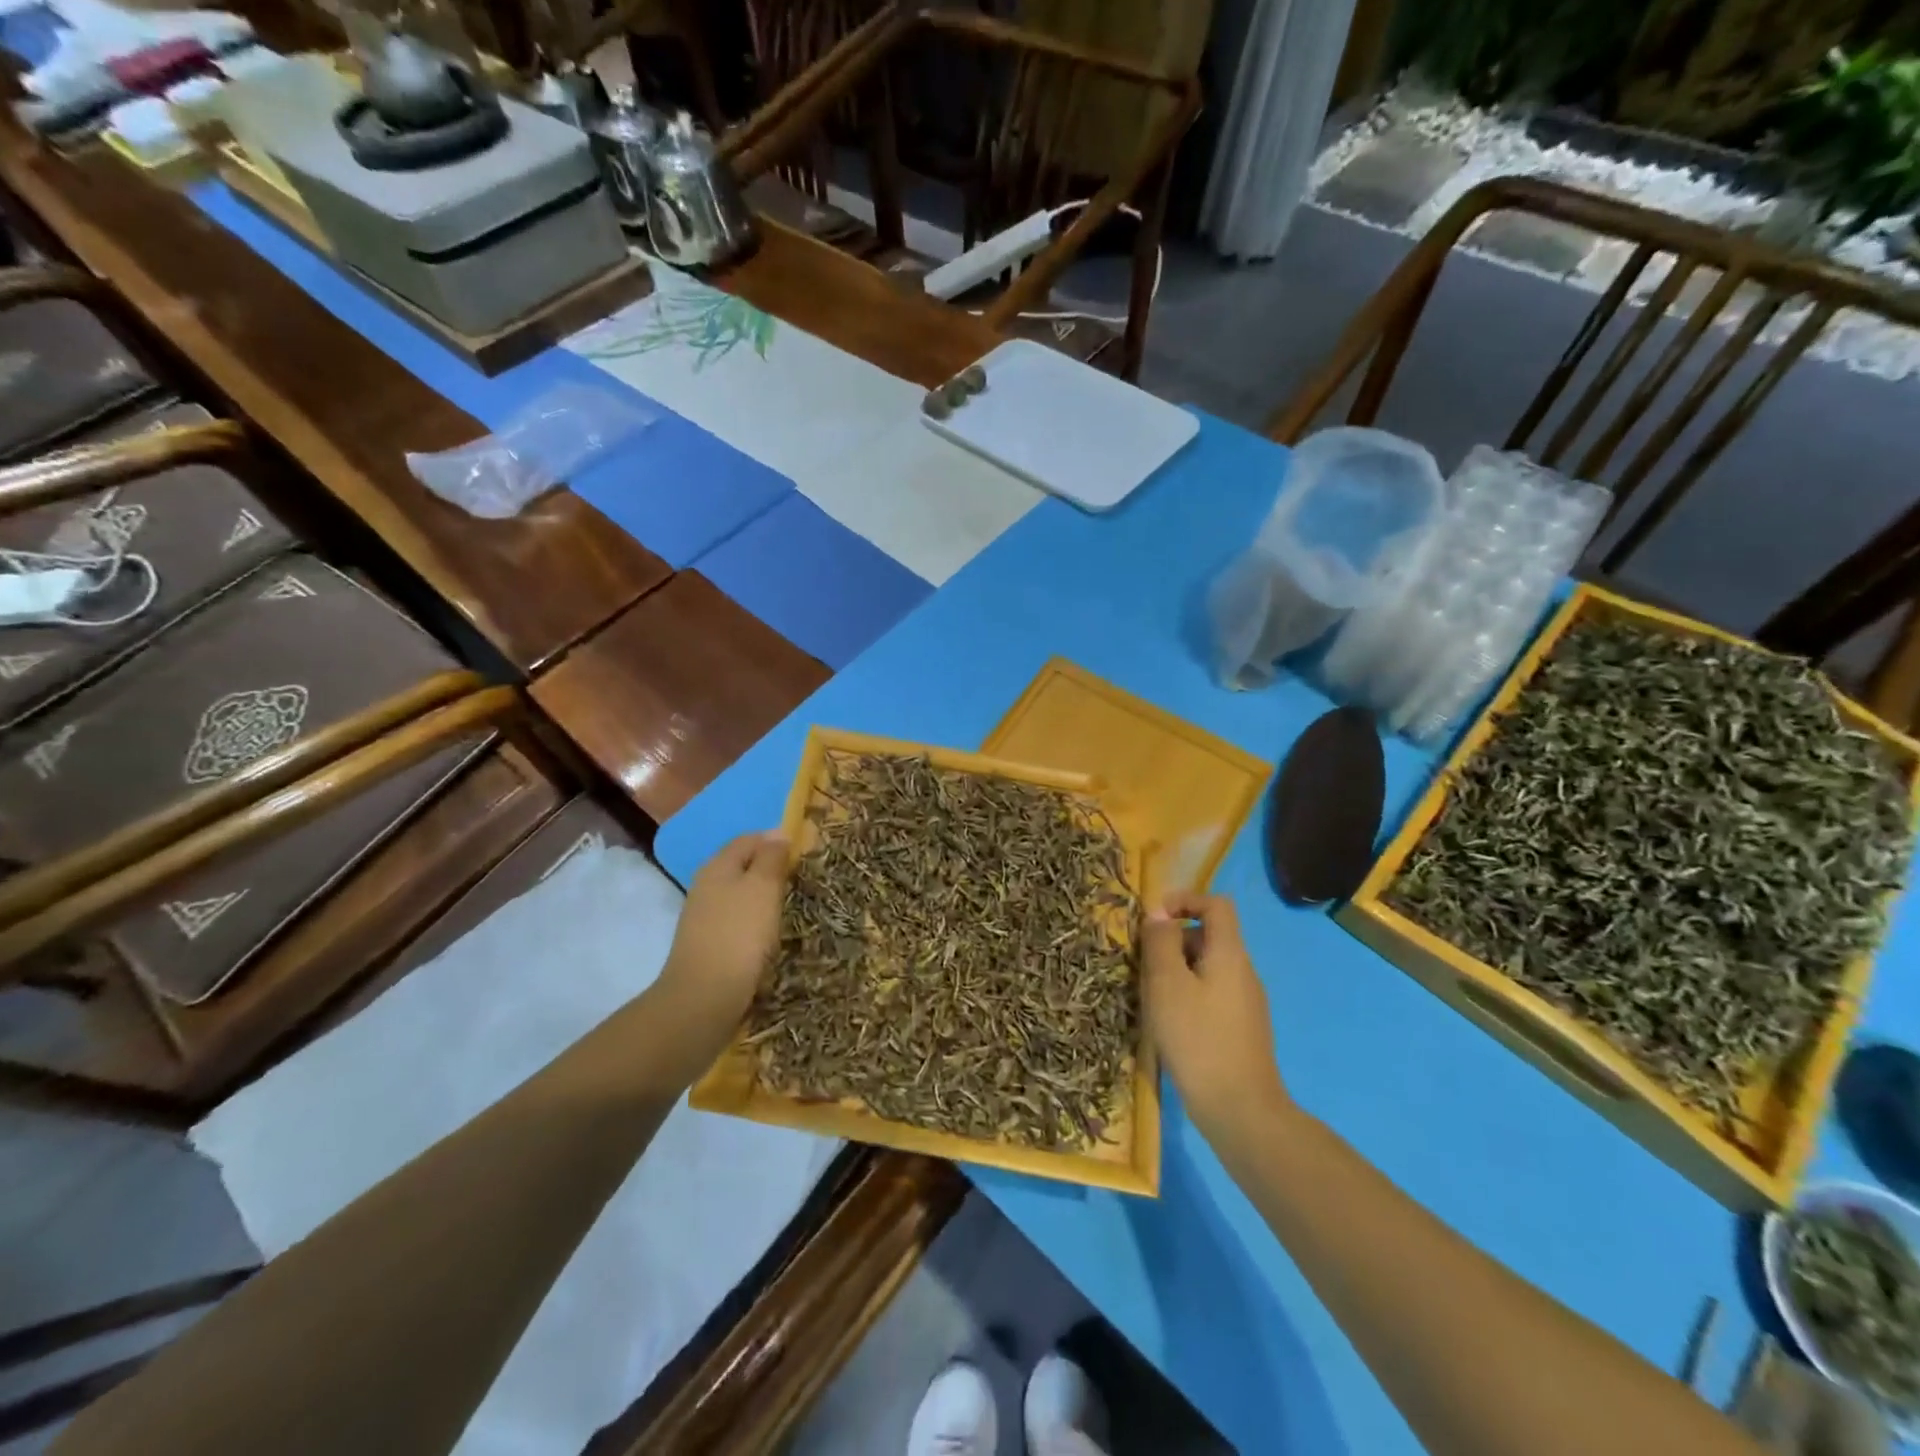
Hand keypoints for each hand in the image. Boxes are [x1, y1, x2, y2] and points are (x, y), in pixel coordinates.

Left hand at [655, 831, 787, 1061]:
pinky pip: (738, 921)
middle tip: (802, 878)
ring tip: (792, 905)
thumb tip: (778, 833)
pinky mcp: (709, 944)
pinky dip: (756, 921)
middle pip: (742, 865)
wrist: (704, 998)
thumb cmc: (739, 935)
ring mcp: (705, 917)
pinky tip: (771, 934)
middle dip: (771, 868)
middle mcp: (707, 886)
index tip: (805, 851)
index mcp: (718, 866)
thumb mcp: (763, 888)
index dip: (776, 839)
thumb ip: (771, 858)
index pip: (749, 839)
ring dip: (764, 896)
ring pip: (740, 894)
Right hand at [1142, 892, 1288, 1141]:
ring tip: (1151, 996)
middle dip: (1173, 940)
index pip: (1216, 904)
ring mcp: (1246, 1002)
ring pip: (1207, 967)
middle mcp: (1244, 971)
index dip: (1185, 899)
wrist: (1239, 1110)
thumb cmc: (1197, 1039)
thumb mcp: (1167, 983)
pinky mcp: (1241, 1029)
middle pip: (1209, 935)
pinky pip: (1212, 993)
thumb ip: (1161, 942)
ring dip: (1177, 970)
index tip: (1153, 918)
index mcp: (1230, 953)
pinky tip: (1170, 1023)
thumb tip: (1159, 914)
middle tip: (1143, 964)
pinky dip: (1188, 994)